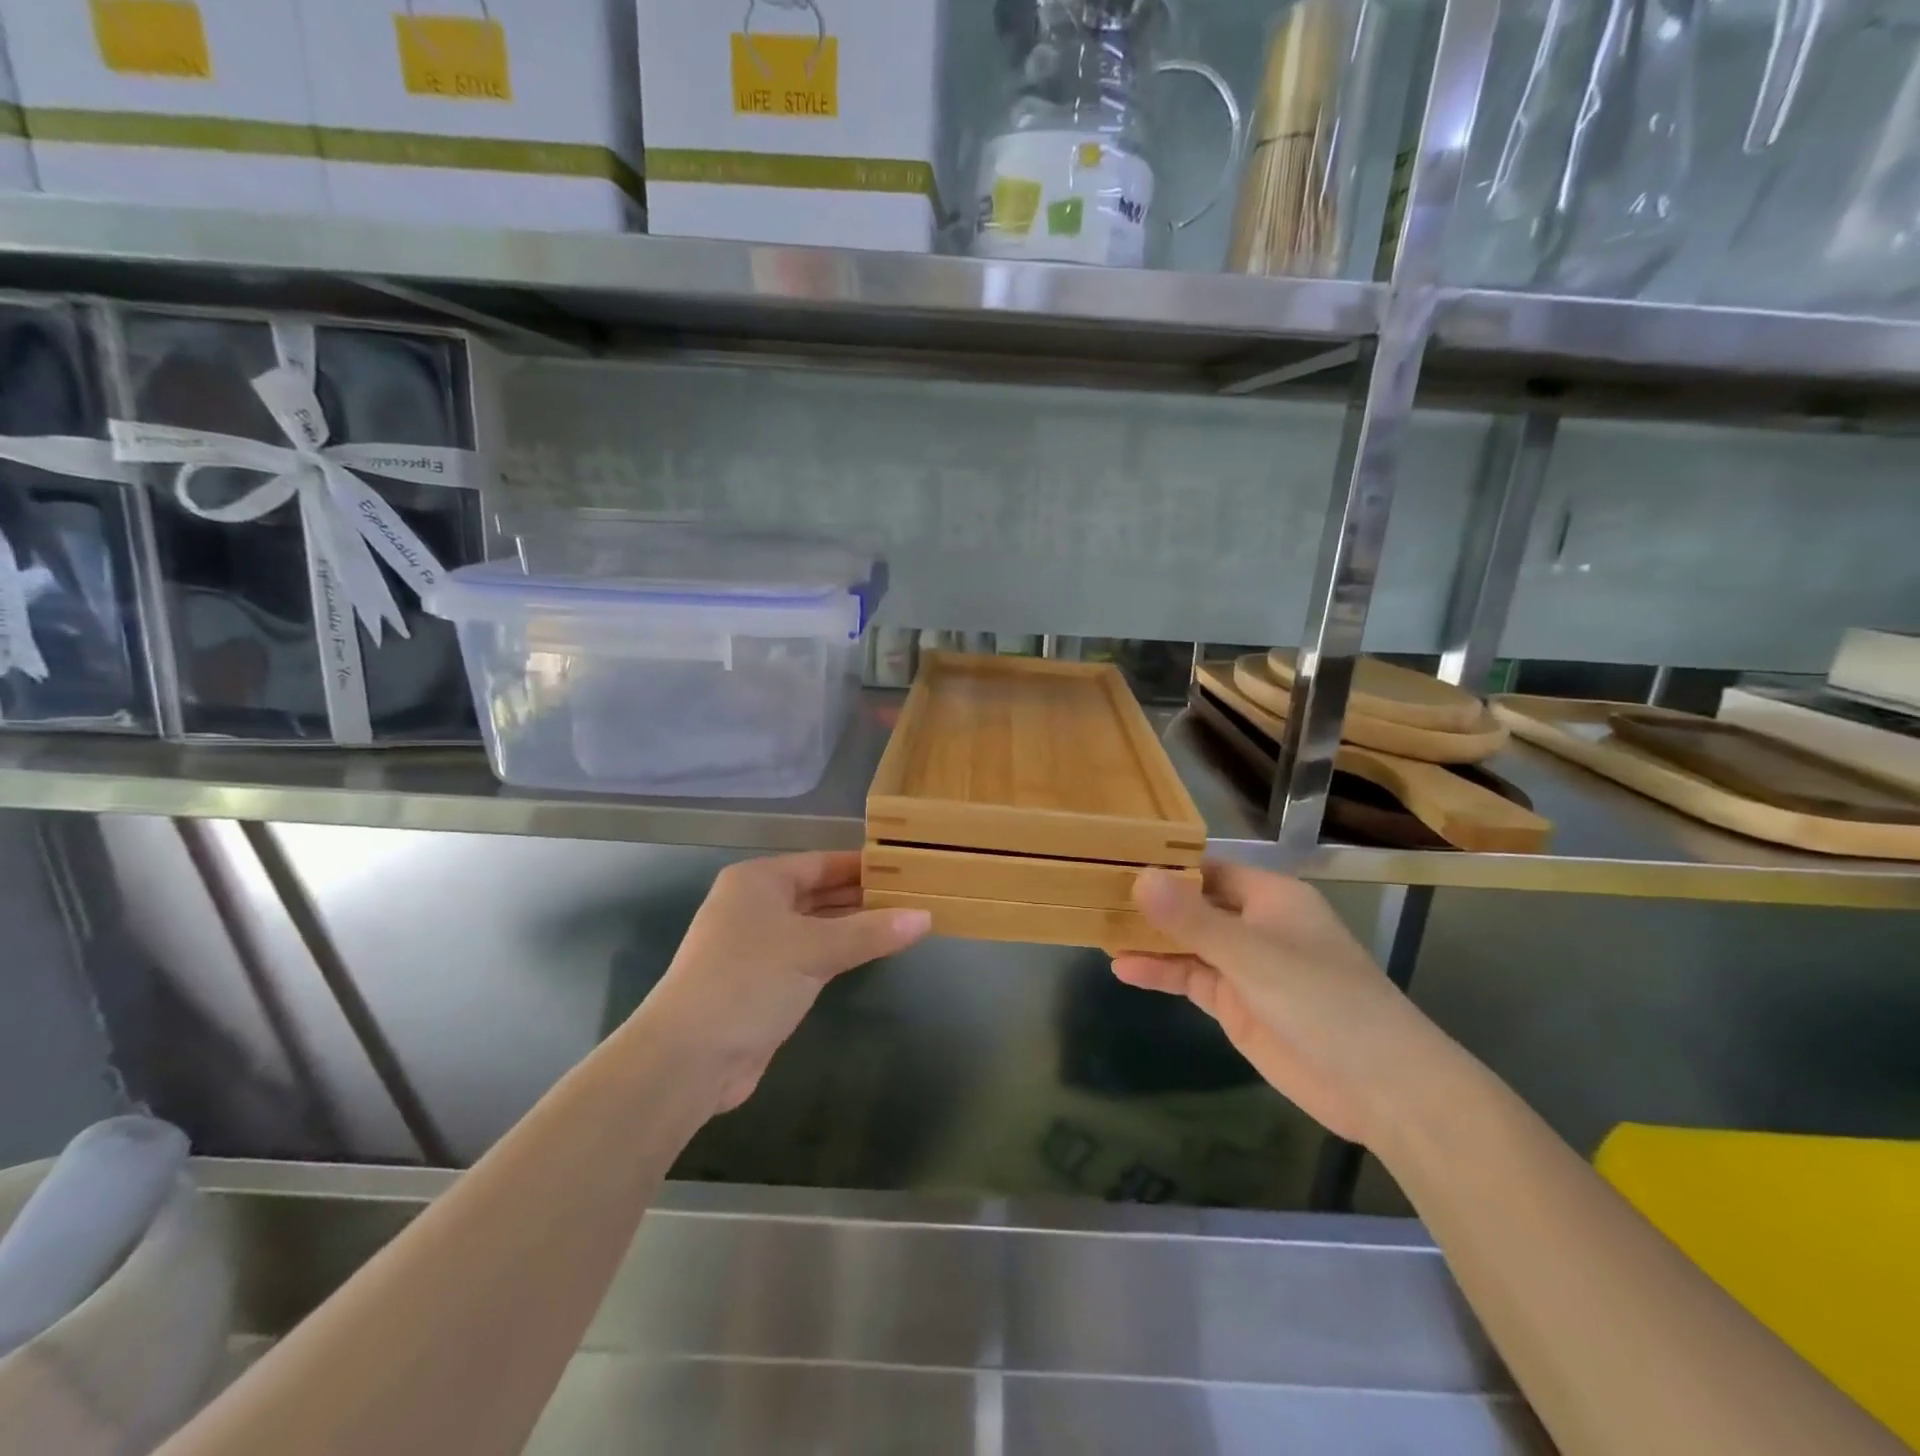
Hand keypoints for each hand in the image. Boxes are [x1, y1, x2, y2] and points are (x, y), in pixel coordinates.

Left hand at [632, 852, 930, 1113]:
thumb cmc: (749, 981)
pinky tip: (871, 952)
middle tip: (914, 895)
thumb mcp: (814, 950)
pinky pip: (811, 955)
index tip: (906, 867)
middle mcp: (755, 906)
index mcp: (759, 881)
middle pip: (819, 892)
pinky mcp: (764, 982)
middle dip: (863, 896)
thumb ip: (871, 932)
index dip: (863, 865)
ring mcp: (758, 945)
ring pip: (816, 925)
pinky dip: (839, 952)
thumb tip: (926, 917)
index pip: (822, 862)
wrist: (689, 1058)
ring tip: (904, 920)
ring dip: (854, 926)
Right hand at [1113, 864, 1454, 1145]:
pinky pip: (1190, 978)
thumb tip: (1138, 877)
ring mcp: (1243, 964)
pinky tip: (1122, 969)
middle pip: (1193, 903)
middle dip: (1149, 901)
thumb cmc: (1323, 1000)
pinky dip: (1159, 972)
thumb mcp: (1252, 954)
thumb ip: (1193, 919)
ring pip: (1186, 941)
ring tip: (1097, 928)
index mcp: (1268, 895)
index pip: (1207, 866)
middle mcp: (1253, 922)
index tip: (1113, 859)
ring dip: (1148, 938)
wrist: (1379, 1086)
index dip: (1164, 863)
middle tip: (1092, 893)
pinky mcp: (1235, 1003)